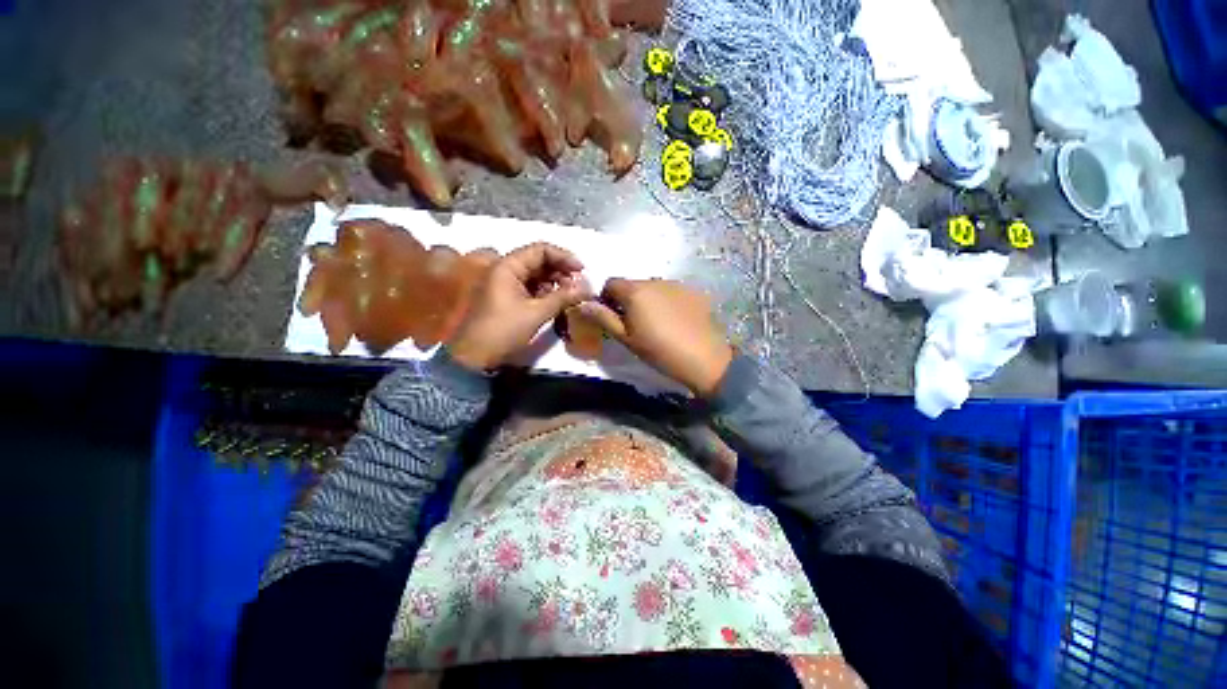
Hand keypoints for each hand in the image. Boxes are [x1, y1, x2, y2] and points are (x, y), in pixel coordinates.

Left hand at [448, 243, 589, 370]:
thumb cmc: (504, 330)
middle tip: (579, 285)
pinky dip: (546, 292)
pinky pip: (531, 288)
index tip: (582, 270)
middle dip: (561, 271)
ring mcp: (506, 284)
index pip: (540, 250)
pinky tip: (559, 300)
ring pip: (536, 275)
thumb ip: (563, 297)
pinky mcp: (508, 298)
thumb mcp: (537, 313)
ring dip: (555, 282)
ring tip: (572, 294)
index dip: (564, 257)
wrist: (476, 356)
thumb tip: (588, 288)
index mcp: (508, 267)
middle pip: (538, 261)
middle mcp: (506, 270)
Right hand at [578, 278, 733, 396]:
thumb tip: (583, 304)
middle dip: (628, 300)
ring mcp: (677, 284)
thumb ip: (603, 318)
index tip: (613, 317)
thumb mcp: (626, 338)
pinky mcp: (694, 292)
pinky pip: (672, 292)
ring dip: (649, 300)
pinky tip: (676, 321)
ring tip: (658, 324)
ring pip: (653, 288)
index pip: (611, 283)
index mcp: (635, 291)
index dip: (607, 298)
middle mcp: (655, 281)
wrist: (703, 358)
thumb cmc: (659, 350)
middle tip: (635, 324)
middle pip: (633, 285)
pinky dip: (668, 302)